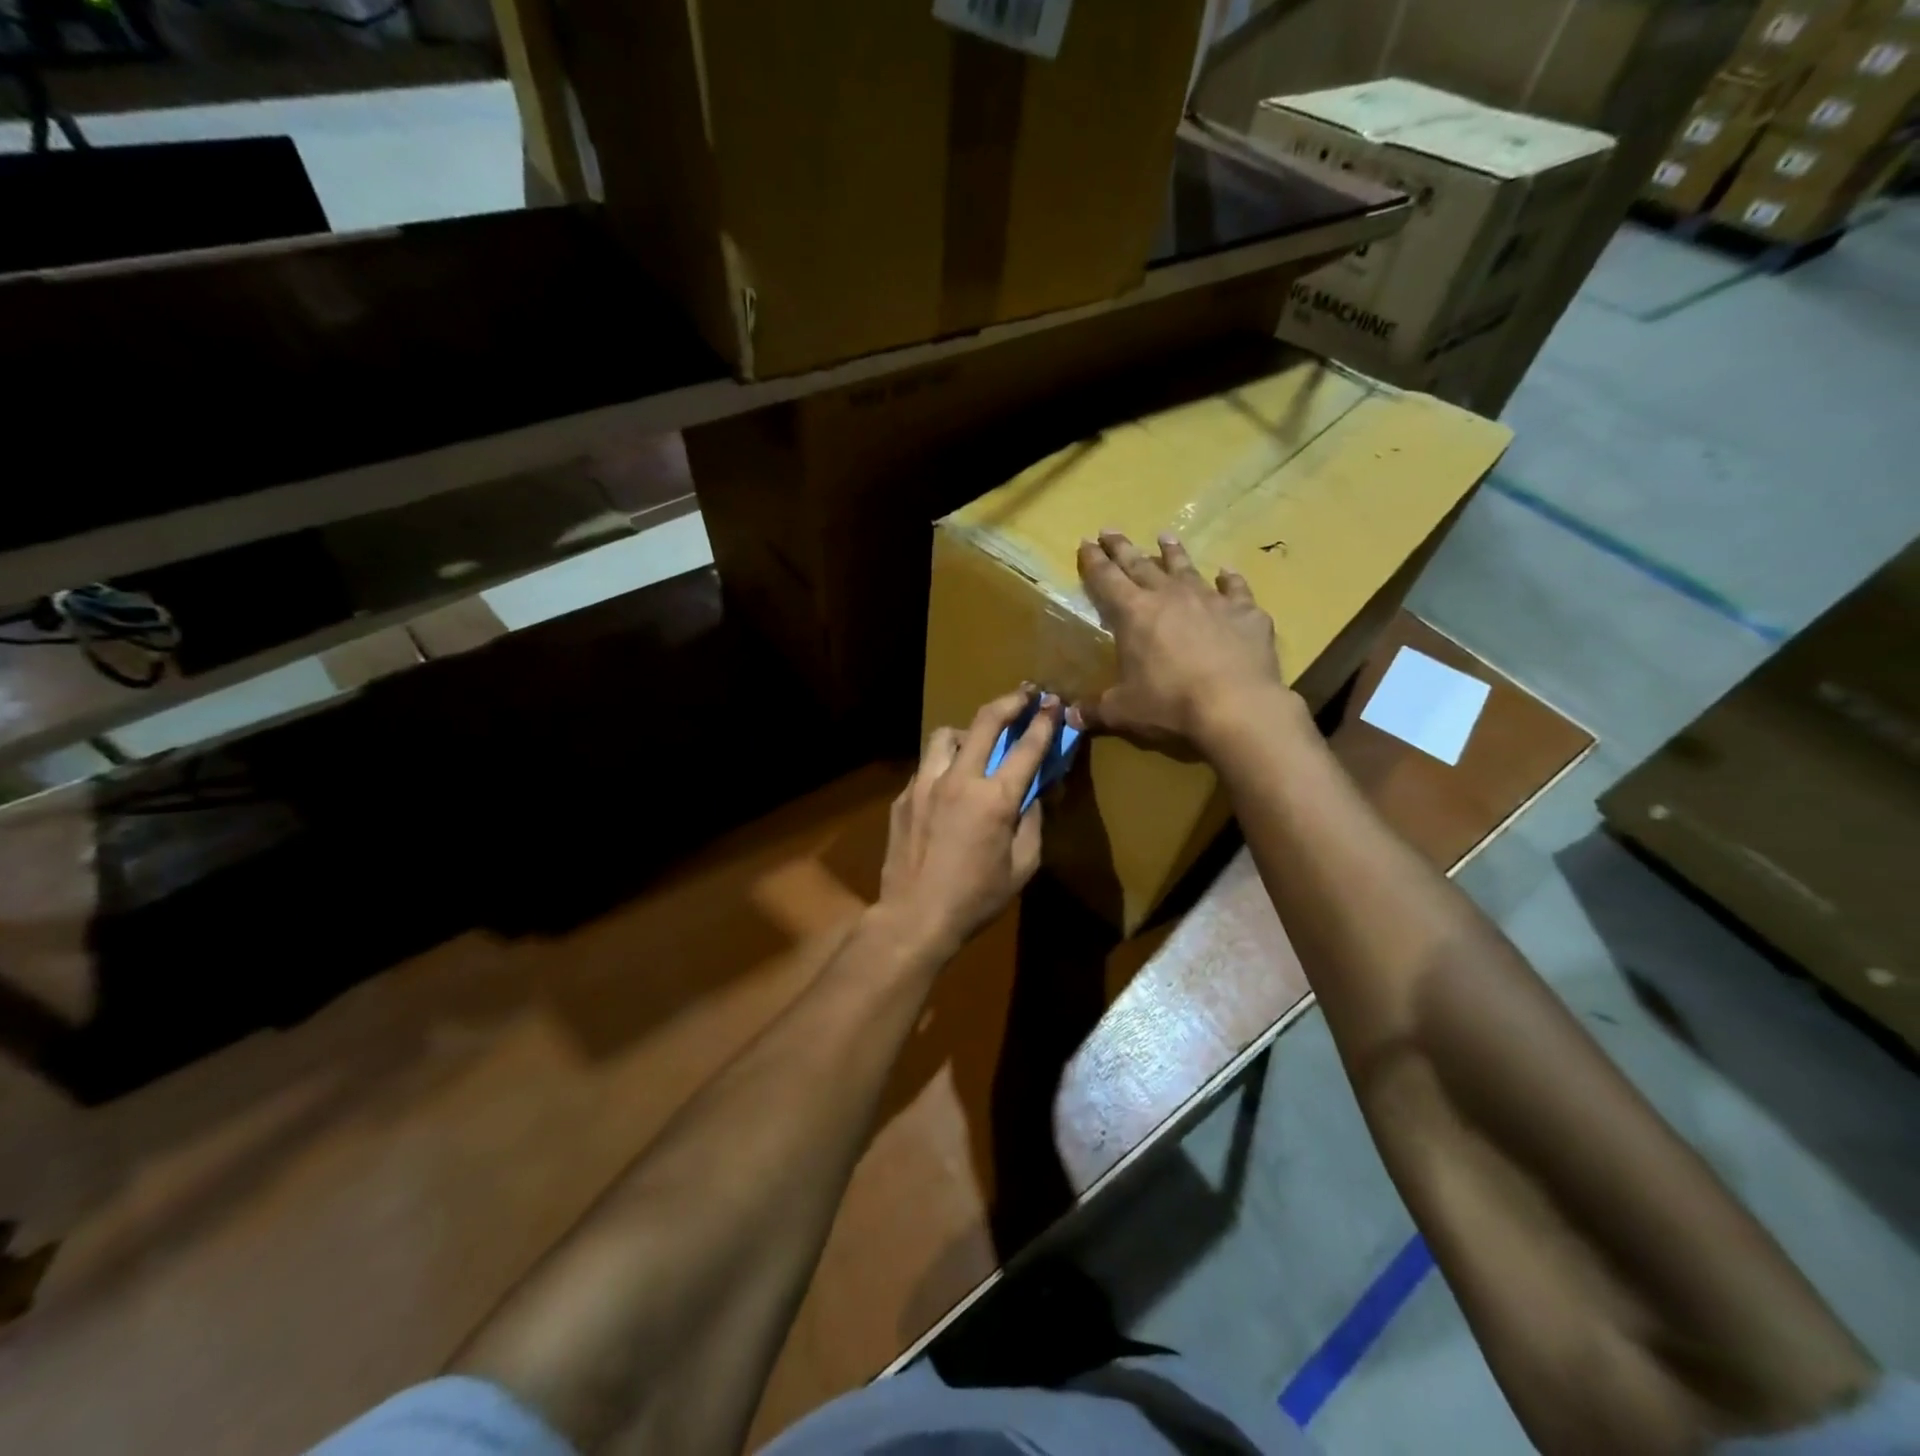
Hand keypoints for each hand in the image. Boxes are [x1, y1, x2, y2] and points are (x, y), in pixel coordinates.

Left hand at [878, 689, 1059, 951]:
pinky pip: (926, 766)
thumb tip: (1034, 794)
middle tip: (1024, 695)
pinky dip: (943, 766)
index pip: (1026, 747)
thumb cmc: (976, 898)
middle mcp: (959, 779)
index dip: (1045, 721)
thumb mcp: (1023, 866)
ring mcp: (924, 784)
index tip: (1054, 703)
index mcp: (995, 798)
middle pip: (985, 721)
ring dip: (967, 732)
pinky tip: (947, 787)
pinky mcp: (903, 797)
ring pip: (945, 735)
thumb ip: (1032, 822)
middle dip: (1009, 701)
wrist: (915, 917)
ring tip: (976, 743)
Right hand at [1074, 530, 1295, 759]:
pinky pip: (1235, 589)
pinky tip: (1226, 572)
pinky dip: (1229, 579)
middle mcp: (1170, 596)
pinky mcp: (1246, 613)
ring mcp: (1211, 601)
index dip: (1094, 562)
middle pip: (1141, 565)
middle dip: (1123, 548)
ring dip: (1173, 553)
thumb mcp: (1124, 711)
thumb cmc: (1170, 705)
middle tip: (1110, 531)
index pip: (1107, 579)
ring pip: (1186, 569)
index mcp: (1134, 614)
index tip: (1086, 542)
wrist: (1237, 706)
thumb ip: (1096, 710)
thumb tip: (1071, 718)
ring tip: (1165, 537)